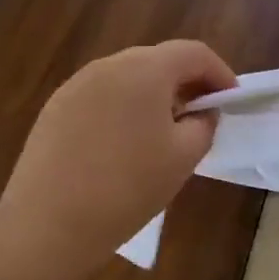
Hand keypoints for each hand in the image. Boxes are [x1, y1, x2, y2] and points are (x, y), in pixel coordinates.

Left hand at [0, 41, 236, 269]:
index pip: (194, 53)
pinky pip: (102, 94)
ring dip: (155, 93)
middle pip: (159, 59)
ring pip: (129, 76)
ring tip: (165, 129)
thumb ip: (204, 124)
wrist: (46, 225)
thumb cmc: (127, 187)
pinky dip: (124, 106)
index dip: (219, 72)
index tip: (231, 99)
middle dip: (187, 81)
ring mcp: (77, 84)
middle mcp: (110, 65)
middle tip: (203, 113)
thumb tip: (202, 113)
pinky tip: (125, 142)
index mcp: (145, 70)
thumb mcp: (184, 157)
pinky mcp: (56, 107)